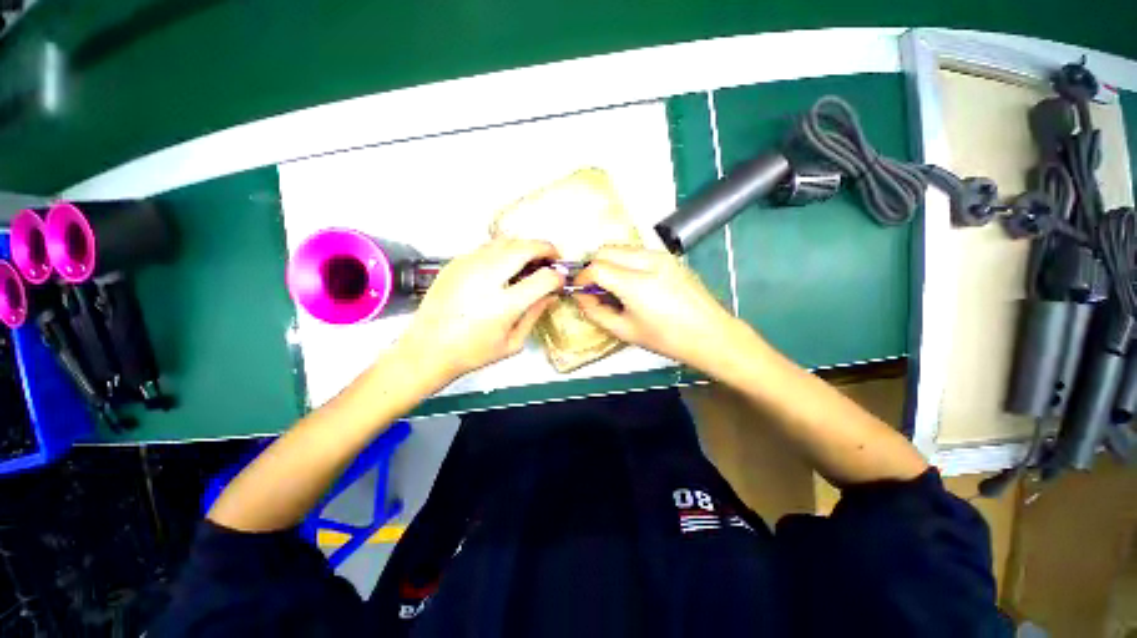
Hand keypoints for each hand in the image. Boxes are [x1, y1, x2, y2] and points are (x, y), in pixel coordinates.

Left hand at [397, 238, 563, 383]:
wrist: (427, 349)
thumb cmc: (472, 353)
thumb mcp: (513, 343)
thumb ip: (535, 314)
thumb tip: (551, 294)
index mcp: (503, 305)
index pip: (543, 278)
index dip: (558, 277)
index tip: (560, 280)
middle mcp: (485, 279)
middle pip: (525, 247)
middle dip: (546, 248)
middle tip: (552, 258)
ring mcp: (467, 266)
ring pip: (505, 240)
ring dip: (524, 247)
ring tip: (529, 261)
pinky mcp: (454, 263)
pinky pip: (486, 247)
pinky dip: (502, 251)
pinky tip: (503, 267)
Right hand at [572, 246, 744, 370]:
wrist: (710, 334)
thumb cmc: (667, 339)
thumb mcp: (625, 331)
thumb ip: (596, 312)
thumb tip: (581, 297)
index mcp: (636, 284)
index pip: (596, 267)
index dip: (582, 278)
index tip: (580, 291)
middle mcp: (648, 261)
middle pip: (606, 250)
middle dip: (593, 266)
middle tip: (594, 288)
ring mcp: (661, 256)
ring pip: (621, 248)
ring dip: (609, 262)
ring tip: (613, 287)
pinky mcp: (669, 257)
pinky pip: (636, 252)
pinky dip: (624, 262)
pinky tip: (632, 283)